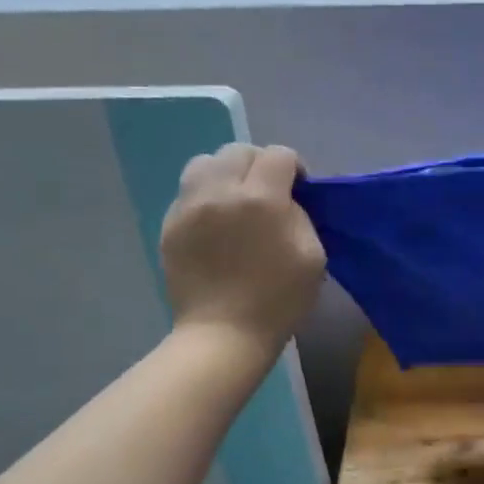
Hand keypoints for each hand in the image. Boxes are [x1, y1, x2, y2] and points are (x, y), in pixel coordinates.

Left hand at [160, 144, 325, 354]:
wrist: (224, 333)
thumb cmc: (279, 299)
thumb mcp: (313, 256)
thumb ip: (301, 216)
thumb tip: (286, 201)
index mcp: (261, 199)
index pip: (278, 155)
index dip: (295, 167)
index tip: (300, 190)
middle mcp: (220, 192)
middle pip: (238, 150)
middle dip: (259, 164)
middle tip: (268, 192)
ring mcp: (188, 207)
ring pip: (205, 162)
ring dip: (226, 173)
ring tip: (236, 199)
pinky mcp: (170, 224)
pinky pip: (188, 192)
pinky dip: (206, 196)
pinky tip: (217, 224)